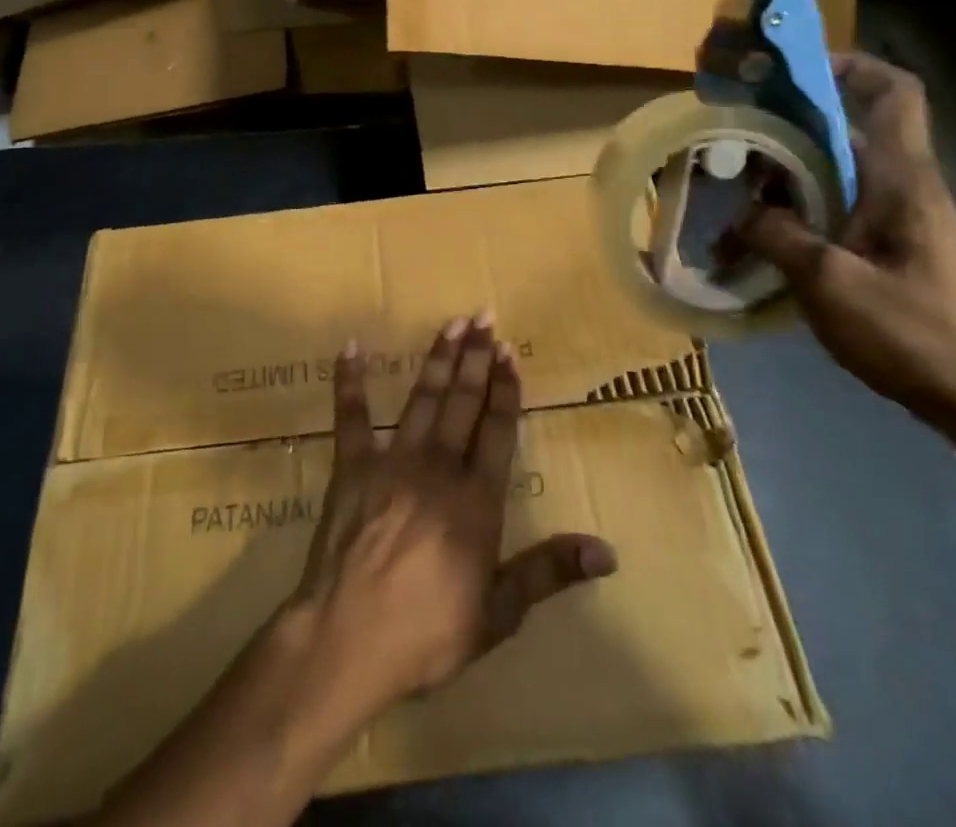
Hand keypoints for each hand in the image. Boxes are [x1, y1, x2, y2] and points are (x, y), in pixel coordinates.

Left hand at [286, 314, 616, 720]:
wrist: (348, 639)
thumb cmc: (427, 632)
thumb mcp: (499, 613)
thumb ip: (549, 572)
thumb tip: (607, 552)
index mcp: (477, 500)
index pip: (498, 430)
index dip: (506, 389)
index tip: (510, 352)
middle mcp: (439, 467)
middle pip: (462, 402)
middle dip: (476, 358)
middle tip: (485, 316)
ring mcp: (392, 461)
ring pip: (422, 399)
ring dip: (438, 359)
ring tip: (452, 323)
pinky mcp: (352, 467)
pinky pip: (351, 417)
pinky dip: (350, 382)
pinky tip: (351, 348)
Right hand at [741, 52, 955, 433]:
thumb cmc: (917, 334)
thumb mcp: (832, 285)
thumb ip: (779, 238)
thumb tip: (745, 212)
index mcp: (900, 179)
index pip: (893, 94)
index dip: (851, 65)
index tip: (794, 69)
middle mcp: (902, 188)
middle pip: (845, 133)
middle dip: (787, 132)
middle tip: (733, 146)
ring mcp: (898, 221)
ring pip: (833, 177)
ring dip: (783, 186)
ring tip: (733, 209)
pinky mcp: (891, 251)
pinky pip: (835, 214)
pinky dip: (796, 221)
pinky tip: (760, 253)